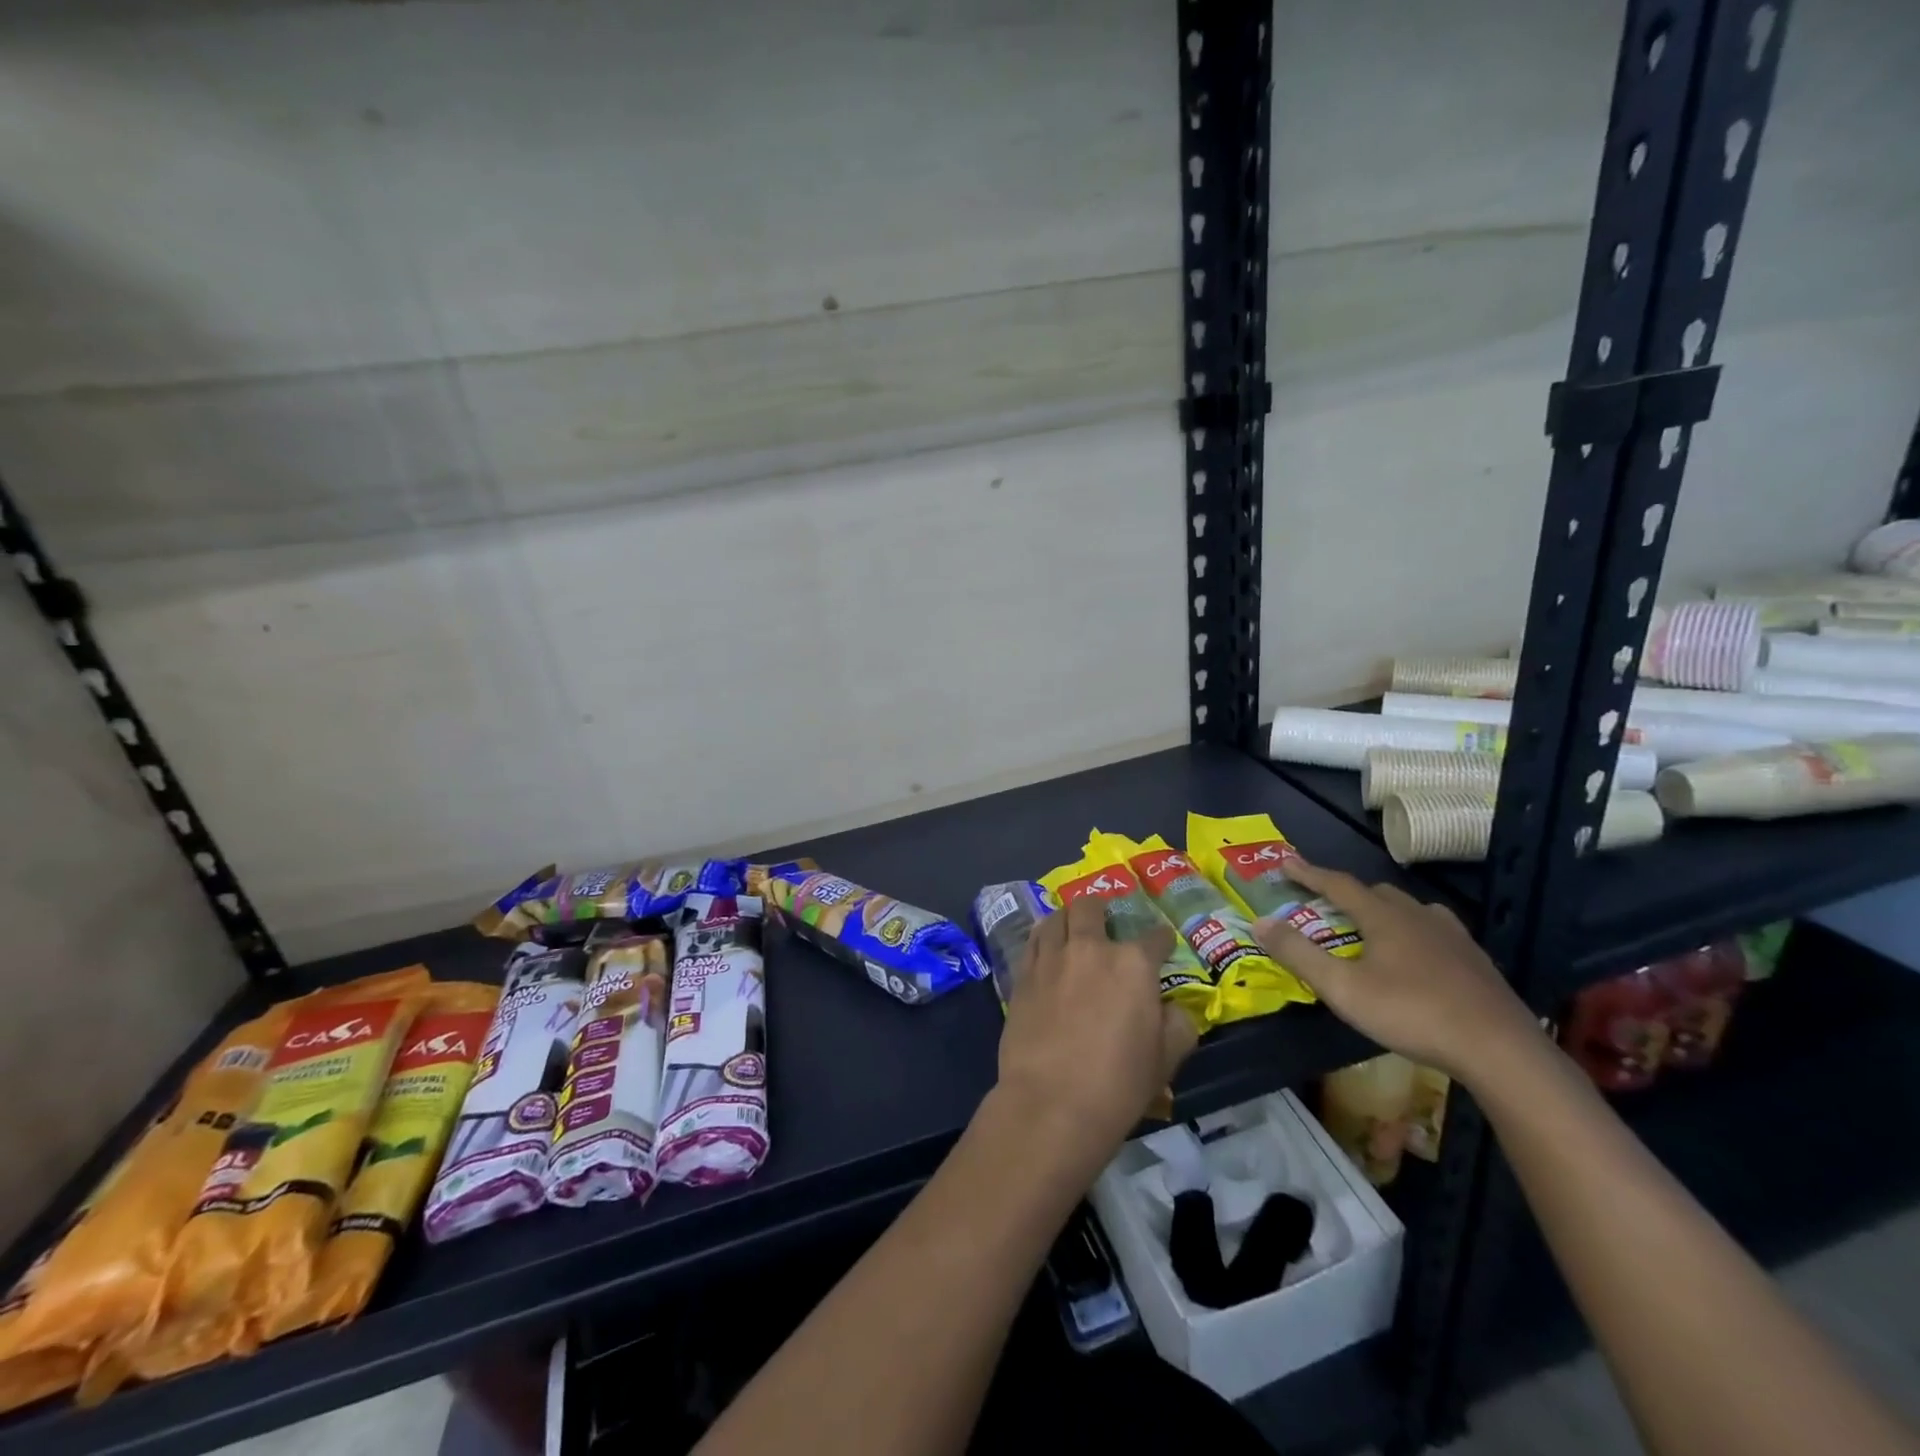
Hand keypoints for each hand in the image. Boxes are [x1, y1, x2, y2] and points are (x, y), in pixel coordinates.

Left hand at [994, 896, 1199, 1158]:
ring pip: (1056, 917)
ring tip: (1072, 928)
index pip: (1154, 937)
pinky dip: (1043, 938)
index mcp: (1133, 964)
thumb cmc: (1118, 1084)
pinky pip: (1033, 941)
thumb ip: (1178, 1025)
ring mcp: (1051, 958)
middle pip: (1092, 908)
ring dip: (1068, 918)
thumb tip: (1173, 1009)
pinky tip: (1047, 949)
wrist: (1051, 1103)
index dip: (1162, 939)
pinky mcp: (1023, 974)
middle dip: (1102, 909)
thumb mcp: (1167, 1060)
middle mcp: (1090, 948)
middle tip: (1106, 921)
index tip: (1163, 944)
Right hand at [1251, 857, 1542, 1083]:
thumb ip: (1298, 954)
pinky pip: (1435, 931)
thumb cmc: (1412, 1013)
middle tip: (1327, 904)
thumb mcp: (1342, 988)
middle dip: (1347, 893)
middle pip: (1377, 892)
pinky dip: (1414, 932)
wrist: (1499, 1049)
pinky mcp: (1475, 960)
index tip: (1286, 862)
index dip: (1309, 873)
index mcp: (1384, 917)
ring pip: (1410, 909)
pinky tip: (1417, 955)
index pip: (1338, 885)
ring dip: (1384, 911)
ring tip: (1372, 927)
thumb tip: (1260, 922)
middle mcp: (1418, 916)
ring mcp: (1452, 936)